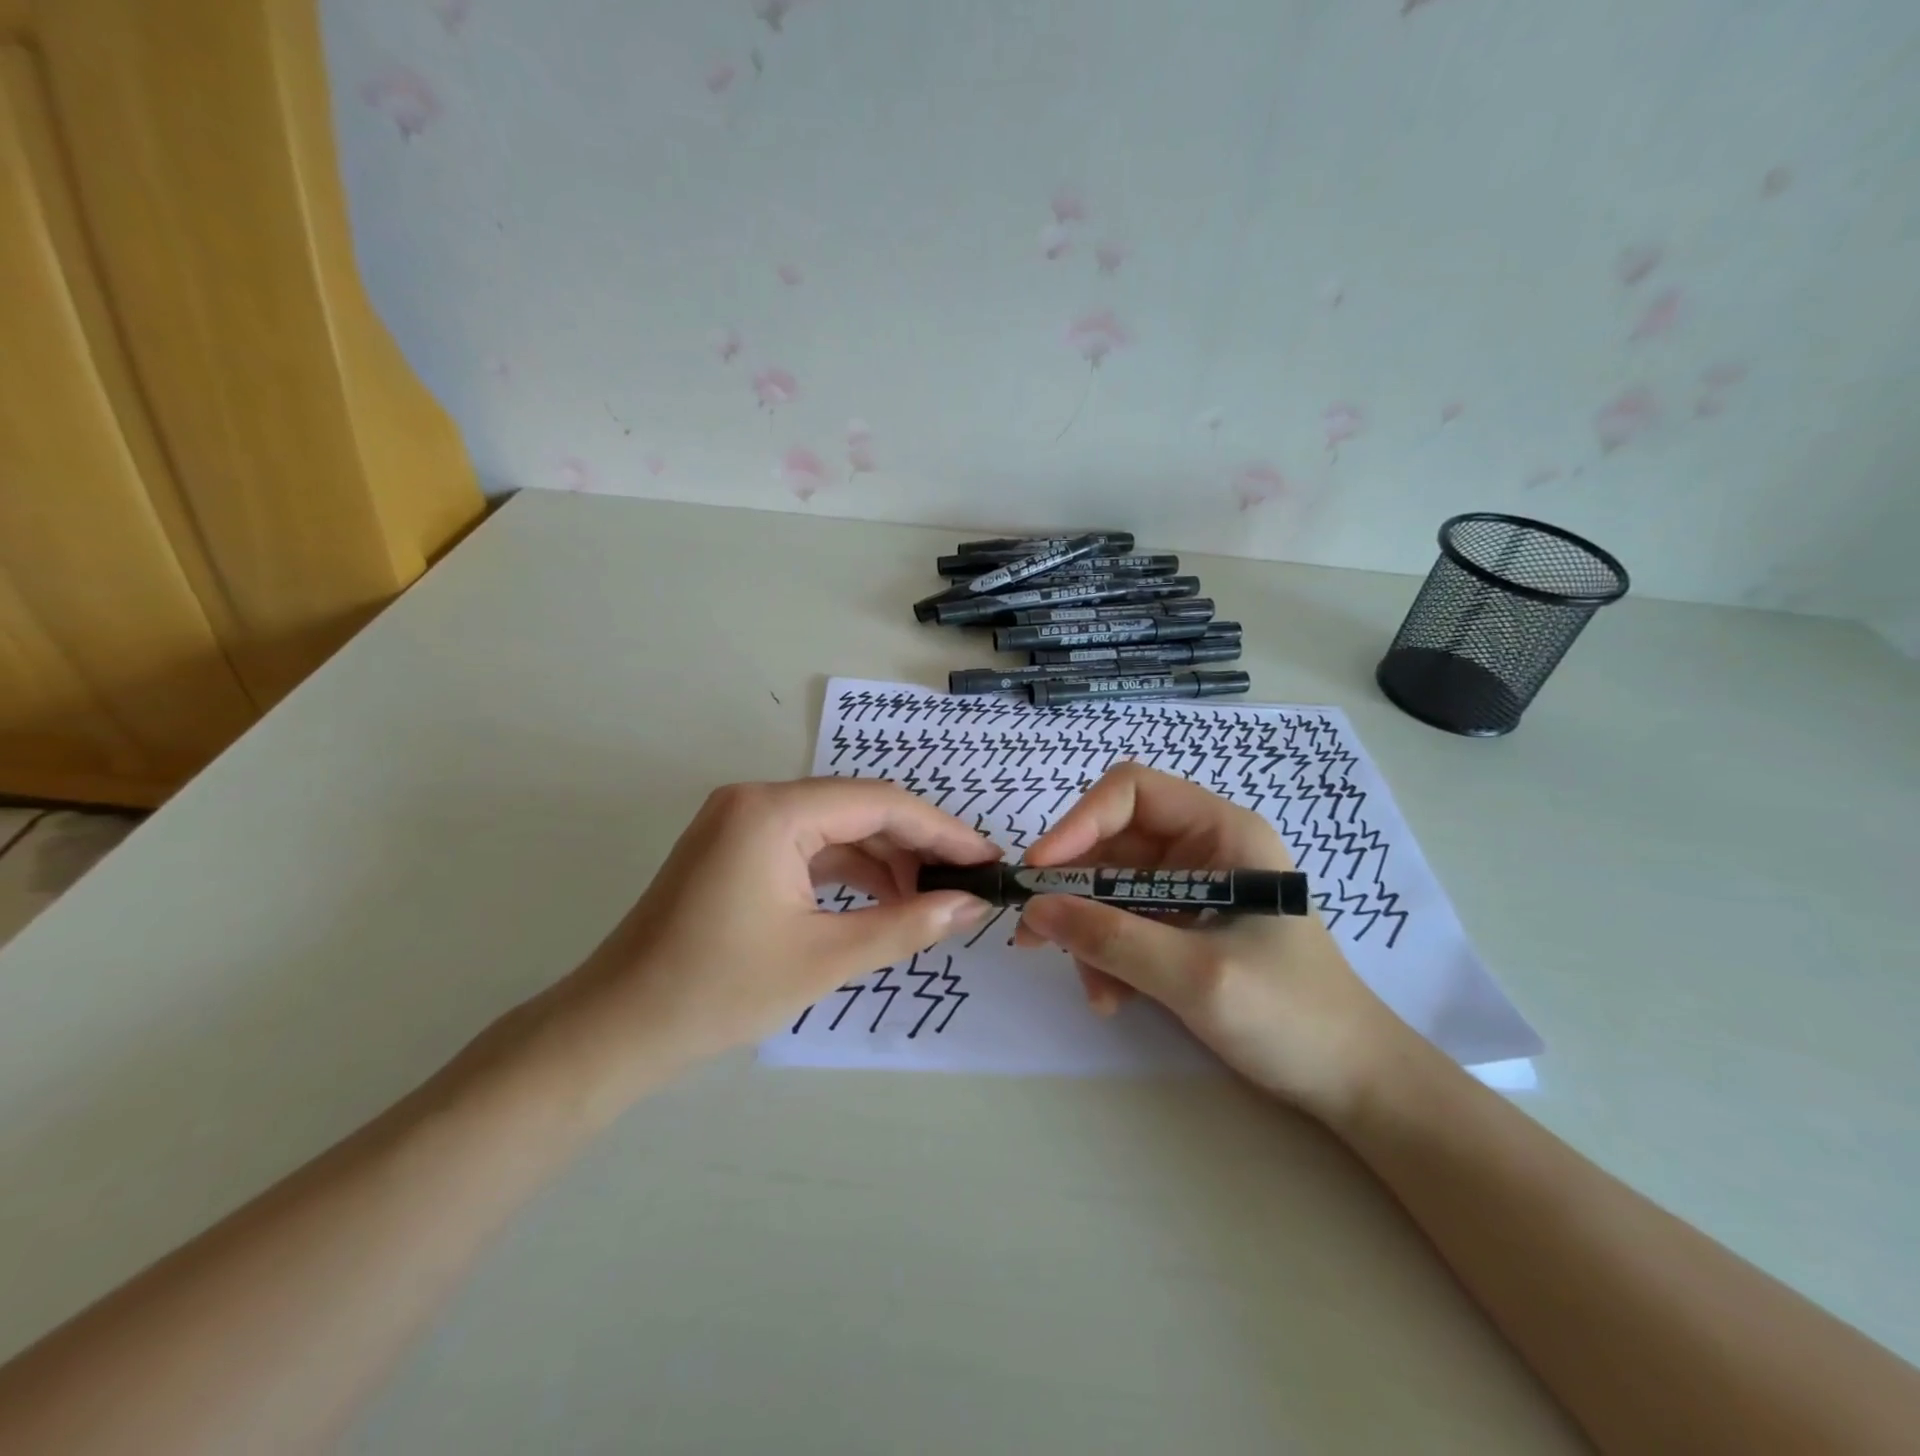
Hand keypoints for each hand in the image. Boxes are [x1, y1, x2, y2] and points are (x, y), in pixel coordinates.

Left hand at [546, 779, 998, 1092]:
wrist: (617, 1029)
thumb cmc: (719, 991)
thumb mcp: (825, 958)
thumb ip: (906, 925)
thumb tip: (972, 907)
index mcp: (774, 811)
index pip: (880, 803)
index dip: (942, 831)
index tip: (987, 859)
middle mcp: (757, 799)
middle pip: (859, 809)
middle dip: (916, 846)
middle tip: (967, 882)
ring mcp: (742, 821)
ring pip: (836, 828)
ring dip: (885, 860)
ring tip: (932, 898)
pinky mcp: (737, 847)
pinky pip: (809, 847)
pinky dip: (848, 871)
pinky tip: (883, 899)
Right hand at [1014, 762, 1407, 1116]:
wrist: (1351, 1083)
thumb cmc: (1293, 1015)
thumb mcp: (1197, 975)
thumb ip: (1113, 939)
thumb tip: (1034, 910)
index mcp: (1221, 831)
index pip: (1132, 792)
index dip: (1079, 822)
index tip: (1040, 871)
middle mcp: (1201, 849)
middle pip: (1111, 843)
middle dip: (1073, 890)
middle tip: (1034, 934)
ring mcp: (1190, 888)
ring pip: (1108, 888)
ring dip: (1087, 933)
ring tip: (1094, 989)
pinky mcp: (1181, 926)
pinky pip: (1122, 923)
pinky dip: (1106, 955)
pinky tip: (1113, 998)